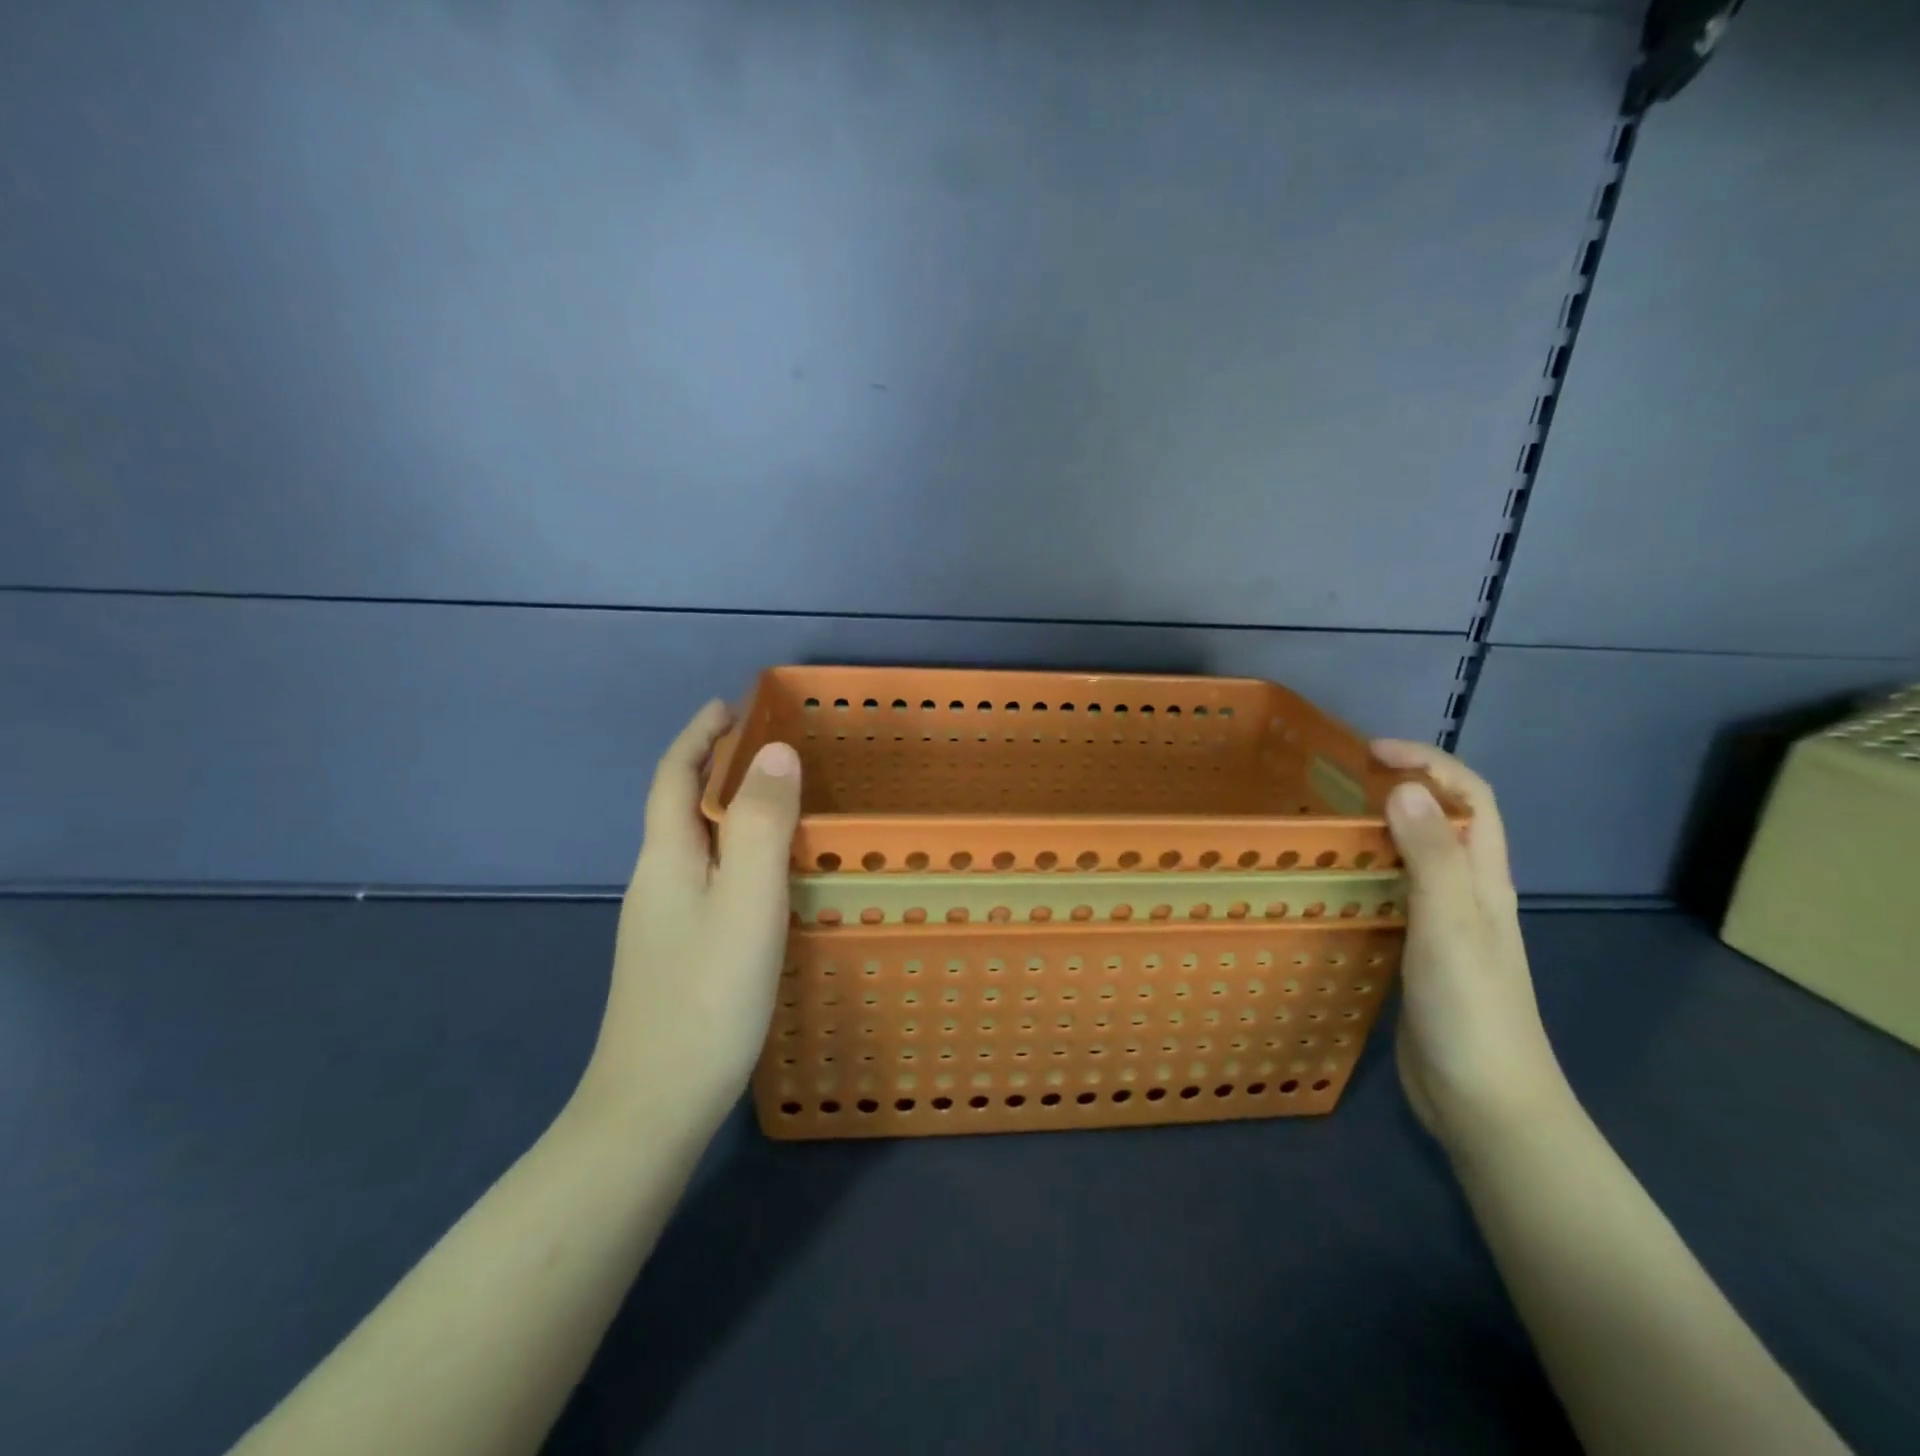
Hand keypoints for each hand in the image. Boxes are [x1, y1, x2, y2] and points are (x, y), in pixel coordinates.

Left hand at [577, 701, 802, 1131]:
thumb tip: (775, 751)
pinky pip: (703, 877)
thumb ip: (764, 825)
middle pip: (677, 806)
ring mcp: (660, 922)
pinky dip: (729, 852)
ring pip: (691, 844)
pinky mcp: (673, 954)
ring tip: (772, 801)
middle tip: (765, 748)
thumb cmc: (706, 997)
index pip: (672, 776)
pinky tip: (759, 877)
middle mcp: (655, 882)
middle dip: (712, 766)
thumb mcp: (748, 902)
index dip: (698, 735)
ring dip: (721, 809)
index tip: (729, 705)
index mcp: (666, 859)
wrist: (653, 1106)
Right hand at [1370, 740, 1569, 1156]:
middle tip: (1338, 782)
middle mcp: (1468, 895)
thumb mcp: (1451, 926)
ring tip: (1325, 822)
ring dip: (1380, 829)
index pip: (1471, 797)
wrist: (1486, 1104)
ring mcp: (1443, 926)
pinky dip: (1365, 874)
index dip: (1429, 762)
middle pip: (1444, 821)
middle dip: (1402, 786)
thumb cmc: (1472, 1011)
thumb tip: (1405, 787)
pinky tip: (1331, 883)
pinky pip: (1392, 895)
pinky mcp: (1418, 953)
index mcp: (1485, 880)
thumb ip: (1431, 857)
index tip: (1370, 752)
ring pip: (1415, 858)